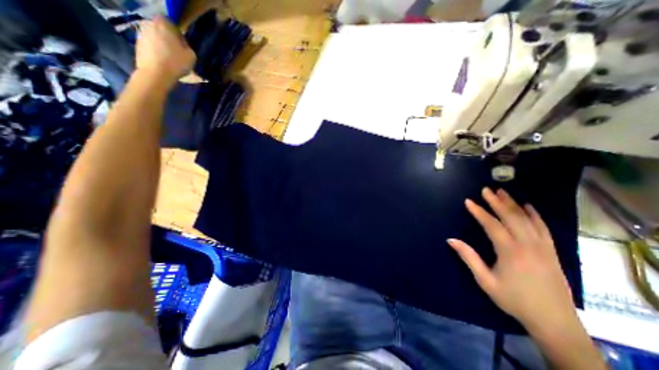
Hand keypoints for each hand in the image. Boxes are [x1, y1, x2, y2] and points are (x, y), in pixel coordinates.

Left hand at [132, 15, 194, 83]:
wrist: (156, 74)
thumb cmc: (176, 63)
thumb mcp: (192, 56)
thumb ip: (187, 46)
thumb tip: (182, 44)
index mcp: (163, 24)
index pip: (171, 23)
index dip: (178, 33)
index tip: (183, 44)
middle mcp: (149, 25)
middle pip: (162, 30)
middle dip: (169, 39)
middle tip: (178, 52)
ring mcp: (141, 35)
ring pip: (156, 39)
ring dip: (162, 46)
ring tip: (171, 60)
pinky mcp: (137, 45)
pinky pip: (150, 47)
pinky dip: (156, 52)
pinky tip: (163, 63)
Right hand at [448, 189, 577, 332]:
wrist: (553, 320)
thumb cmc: (513, 299)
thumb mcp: (485, 280)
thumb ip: (468, 257)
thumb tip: (451, 239)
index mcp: (510, 251)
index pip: (492, 224)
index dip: (479, 211)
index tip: (469, 201)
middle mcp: (528, 245)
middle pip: (511, 217)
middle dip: (497, 202)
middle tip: (486, 189)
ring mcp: (542, 247)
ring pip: (527, 219)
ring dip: (513, 204)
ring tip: (502, 192)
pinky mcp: (551, 251)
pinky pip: (543, 228)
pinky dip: (535, 215)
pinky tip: (528, 206)